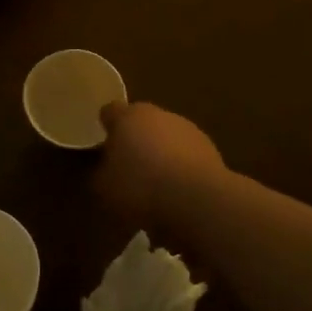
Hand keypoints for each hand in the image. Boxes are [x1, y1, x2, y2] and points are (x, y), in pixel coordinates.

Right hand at [95, 101, 228, 229]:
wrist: (196, 199)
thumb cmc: (140, 186)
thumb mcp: (104, 187)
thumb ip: (101, 173)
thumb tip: (106, 169)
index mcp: (128, 116)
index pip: (110, 111)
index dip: (105, 126)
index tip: (102, 144)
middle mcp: (159, 114)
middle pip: (142, 123)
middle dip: (135, 141)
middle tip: (127, 168)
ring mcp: (188, 130)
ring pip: (167, 138)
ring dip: (161, 154)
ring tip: (155, 185)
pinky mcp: (210, 150)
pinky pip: (187, 156)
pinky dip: (181, 168)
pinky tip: (177, 193)